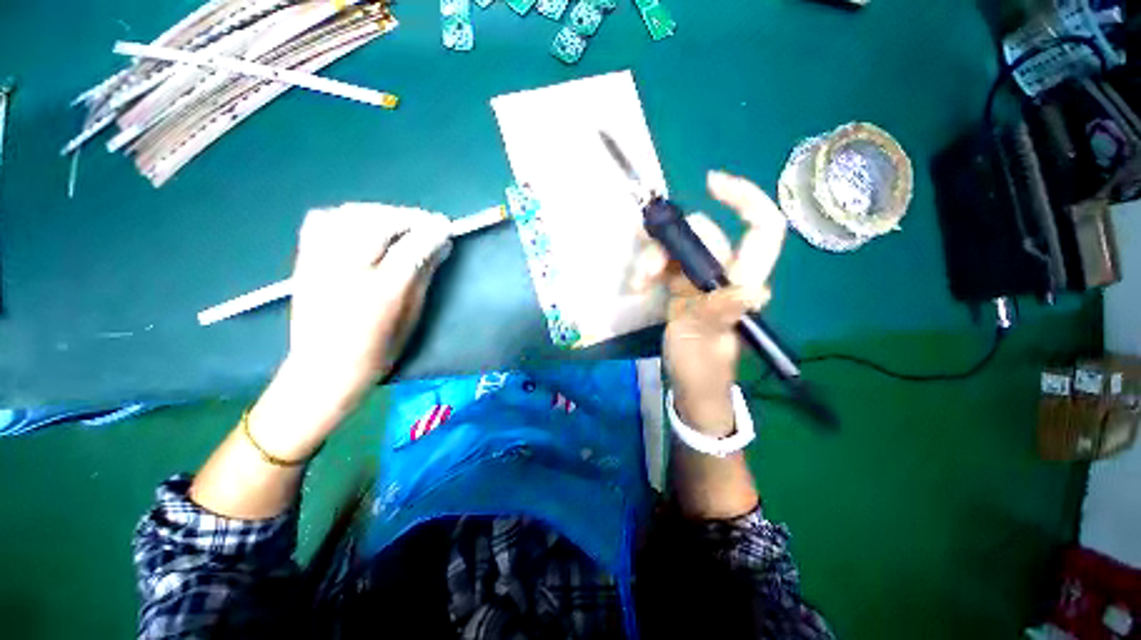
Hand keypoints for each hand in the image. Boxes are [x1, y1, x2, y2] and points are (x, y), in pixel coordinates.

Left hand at [250, 204, 452, 458]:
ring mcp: (322, 260)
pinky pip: (323, 219)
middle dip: (410, 217)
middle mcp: (350, 268)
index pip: (414, 246)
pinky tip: (360, 224)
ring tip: (398, 222)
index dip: (433, 231)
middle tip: (427, 223)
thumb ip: (425, 275)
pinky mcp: (304, 259)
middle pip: (382, 222)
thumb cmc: (378, 348)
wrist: (324, 367)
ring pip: (352, 214)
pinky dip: (346, 215)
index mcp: (383, 289)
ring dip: (382, 212)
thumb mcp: (412, 315)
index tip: (446, 227)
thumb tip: (442, 245)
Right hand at [632, 171, 785, 433]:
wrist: (690, 384)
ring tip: (637, 284)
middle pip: (703, 235)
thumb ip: (722, 316)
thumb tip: (754, 290)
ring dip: (652, 259)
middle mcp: (724, 274)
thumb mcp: (709, 342)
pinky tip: (637, 286)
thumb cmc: (703, 367)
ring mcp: (699, 279)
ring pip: (678, 248)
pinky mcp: (679, 287)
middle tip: (645, 271)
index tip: (711, 183)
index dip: (745, 200)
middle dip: (670, 244)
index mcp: (742, 282)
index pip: (761, 230)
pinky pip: (664, 263)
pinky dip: (648, 269)